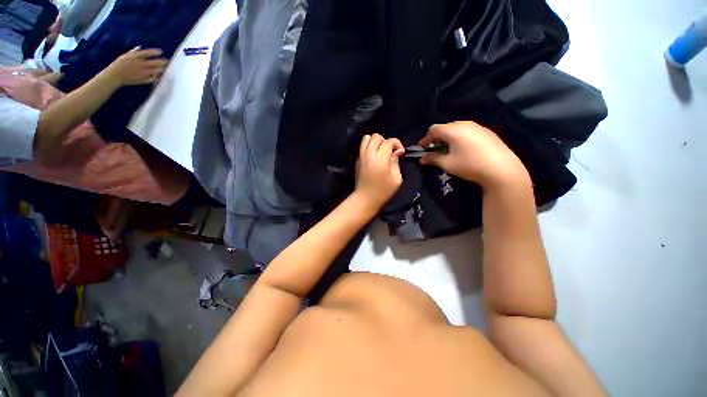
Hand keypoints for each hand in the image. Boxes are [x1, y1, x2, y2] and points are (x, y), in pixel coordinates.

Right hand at [106, 47, 167, 85]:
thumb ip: (133, 52)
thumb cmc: (119, 64)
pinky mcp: (143, 79)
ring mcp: (142, 73)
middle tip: (166, 61)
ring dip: (161, 69)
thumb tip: (140, 47)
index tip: (161, 52)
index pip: (147, 53)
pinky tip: (158, 75)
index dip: (155, 52)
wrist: (115, 75)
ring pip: (156, 71)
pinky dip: (157, 77)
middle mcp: (140, 64)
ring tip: (163, 68)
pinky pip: (153, 79)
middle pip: (154, 63)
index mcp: (135, 57)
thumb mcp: (125, 56)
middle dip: (162, 62)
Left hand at [354, 134, 404, 210]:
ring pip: (366, 138)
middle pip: (376, 136)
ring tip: (380, 151)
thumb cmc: (383, 191)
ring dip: (375, 141)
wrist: (365, 199)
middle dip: (385, 141)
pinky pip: (362, 147)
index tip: (400, 152)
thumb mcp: (396, 178)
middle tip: (390, 151)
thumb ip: (396, 161)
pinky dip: (369, 147)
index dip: (396, 143)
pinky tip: (374, 157)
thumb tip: (397, 151)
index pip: (388, 142)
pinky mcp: (357, 160)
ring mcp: (361, 156)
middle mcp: (368, 154)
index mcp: (380, 159)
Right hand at [419, 121, 529, 188]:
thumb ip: (433, 159)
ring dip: (448, 137)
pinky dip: (459, 137)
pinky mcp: (486, 131)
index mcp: (453, 130)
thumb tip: (422, 159)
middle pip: (445, 127)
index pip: (434, 129)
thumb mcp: (448, 164)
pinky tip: (462, 148)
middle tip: (433, 148)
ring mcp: (477, 126)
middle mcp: (464, 124)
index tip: (421, 147)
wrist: (501, 169)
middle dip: (436, 137)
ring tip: (447, 148)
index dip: (425, 138)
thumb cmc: (470, 165)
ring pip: (457, 128)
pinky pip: (467, 130)